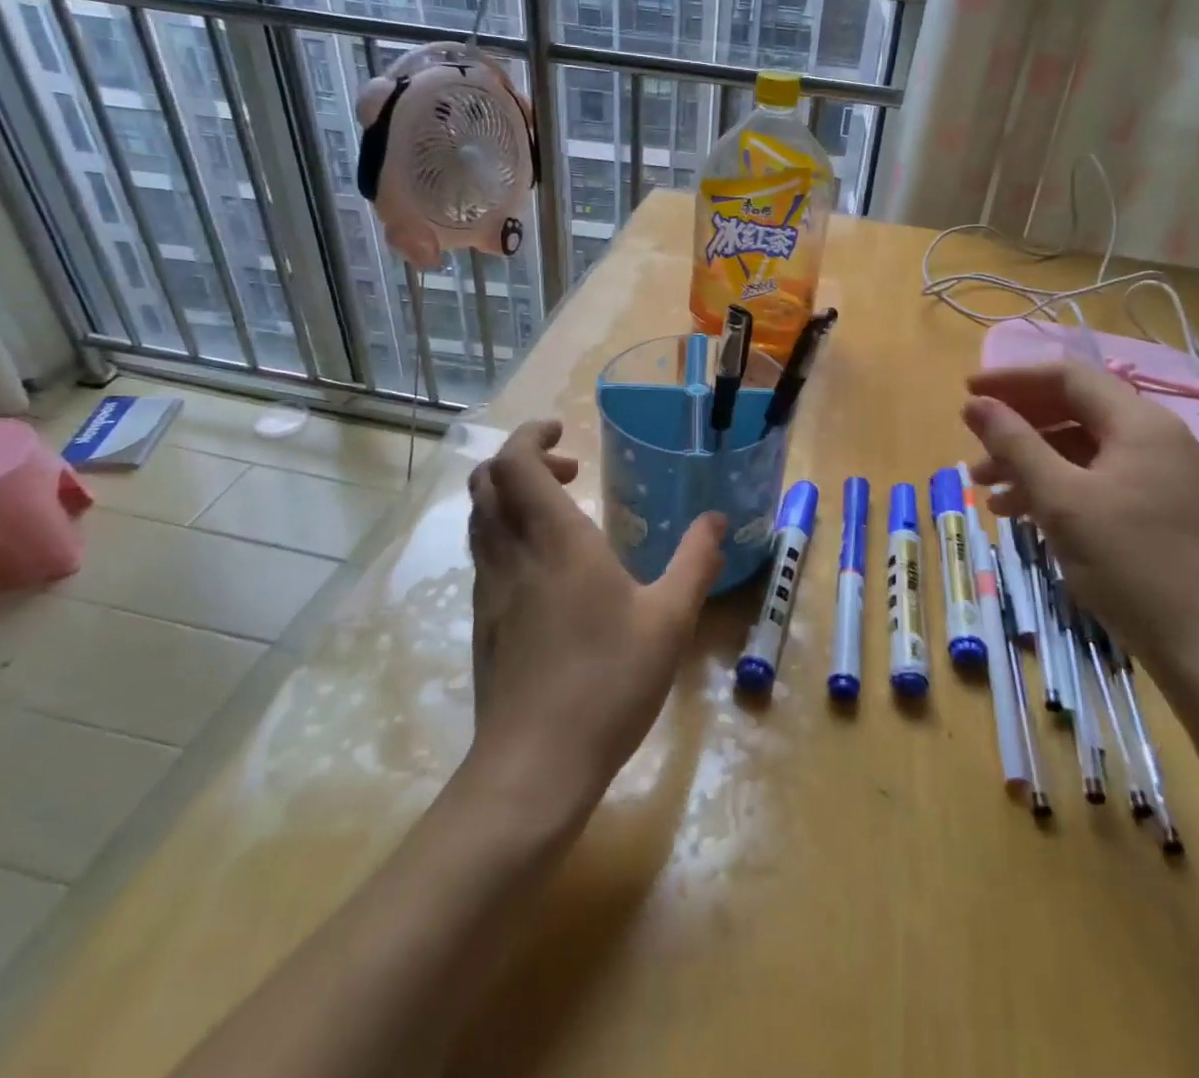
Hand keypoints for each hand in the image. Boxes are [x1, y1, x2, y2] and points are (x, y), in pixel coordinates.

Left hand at [465, 420, 725, 820]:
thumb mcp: (669, 620)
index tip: (563, 432)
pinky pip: (485, 554)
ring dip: (512, 497)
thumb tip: (717, 519)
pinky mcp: (483, 622)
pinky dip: (508, 534)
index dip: (531, 436)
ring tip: (561, 513)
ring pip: (481, 518)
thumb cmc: (607, 682)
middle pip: (486, 482)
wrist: (534, 766)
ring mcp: (489, 589)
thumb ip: (695, 563)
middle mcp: (511, 554)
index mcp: (553, 540)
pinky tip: (548, 569)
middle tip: (568, 471)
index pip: (515, 462)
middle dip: (522, 461)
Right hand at [962, 359, 1198, 701]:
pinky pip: (1096, 480)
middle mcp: (1154, 439)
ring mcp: (1159, 477)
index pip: (1067, 377)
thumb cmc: (1130, 563)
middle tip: (974, 447)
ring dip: (1030, 462)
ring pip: (1081, 450)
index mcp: (1138, 423)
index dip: (1013, 380)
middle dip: (1018, 427)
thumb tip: (975, 403)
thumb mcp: (1061, 499)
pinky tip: (1021, 513)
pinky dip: (1056, 488)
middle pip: (1073, 411)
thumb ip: (1015, 444)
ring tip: (986, 490)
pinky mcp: (1157, 511)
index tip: (967, 392)